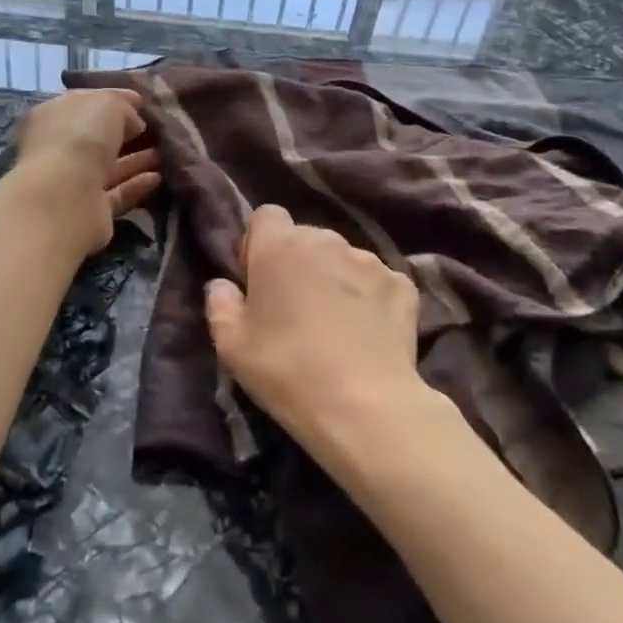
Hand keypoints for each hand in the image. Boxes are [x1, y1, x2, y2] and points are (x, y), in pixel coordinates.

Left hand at [14, 89, 161, 254]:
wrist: (65, 196)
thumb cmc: (81, 136)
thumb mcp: (108, 104)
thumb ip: (123, 107)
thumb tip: (134, 123)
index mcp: (54, 116)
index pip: (87, 104)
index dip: (115, 101)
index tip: (143, 104)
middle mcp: (58, 148)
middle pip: (97, 138)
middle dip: (127, 134)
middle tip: (158, 131)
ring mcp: (72, 181)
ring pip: (109, 167)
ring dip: (136, 160)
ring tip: (166, 153)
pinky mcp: (89, 209)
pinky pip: (117, 193)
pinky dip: (136, 185)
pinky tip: (158, 178)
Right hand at [205, 205, 423, 458]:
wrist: (364, 406)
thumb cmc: (287, 371)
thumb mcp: (232, 347)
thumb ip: (220, 304)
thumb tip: (223, 285)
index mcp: (279, 246)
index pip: (266, 216)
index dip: (259, 243)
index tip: (258, 280)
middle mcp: (325, 240)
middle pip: (305, 237)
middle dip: (297, 263)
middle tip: (294, 308)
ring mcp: (369, 260)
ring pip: (343, 258)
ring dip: (334, 278)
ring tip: (335, 324)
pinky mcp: (402, 284)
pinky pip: (377, 281)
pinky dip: (370, 298)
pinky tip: (368, 332)